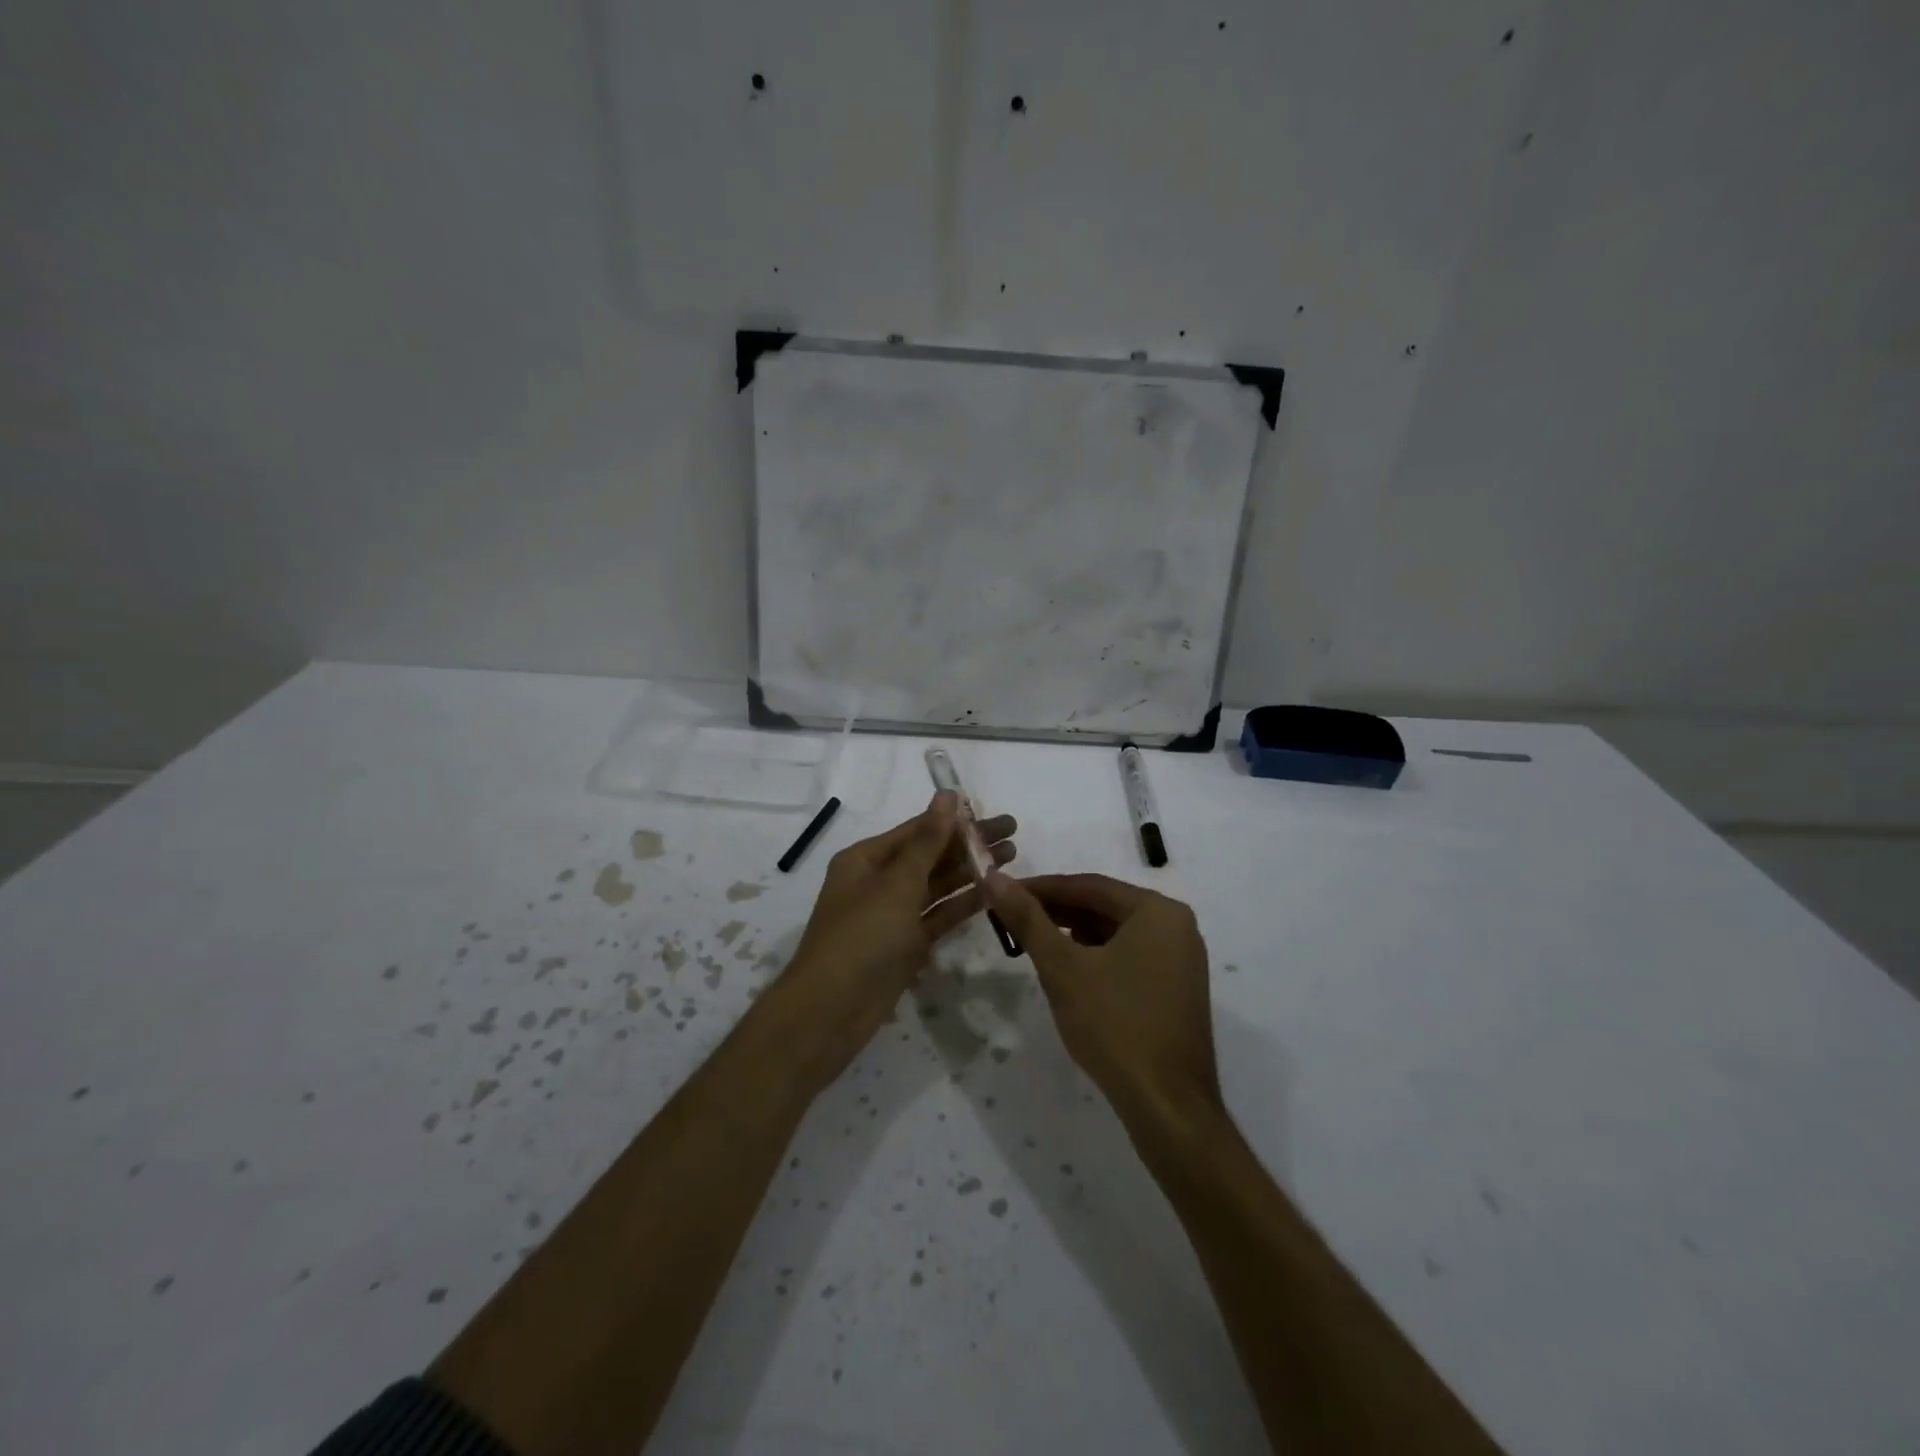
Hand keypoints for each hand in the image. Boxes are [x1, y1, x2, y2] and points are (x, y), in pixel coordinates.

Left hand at [774, 793, 1016, 1087]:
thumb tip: (946, 795)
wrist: (832, 1011)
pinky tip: (994, 892)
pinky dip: (963, 904)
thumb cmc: (861, 937)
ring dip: (972, 871)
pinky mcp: (906, 944)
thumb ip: (928, 841)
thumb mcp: (896, 884)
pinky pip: (938, 916)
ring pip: (938, 885)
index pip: (917, 830)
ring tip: (1013, 856)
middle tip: (1014, 832)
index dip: (955, 819)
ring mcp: (893, 915)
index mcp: (866, 859)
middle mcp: (879, 882)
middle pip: (931, 855)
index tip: (991, 812)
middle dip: (970, 844)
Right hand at [987, 872, 1221, 1131]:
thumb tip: (994, 878)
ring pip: (1115, 933)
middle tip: (1009, 918)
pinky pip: (1129, 956)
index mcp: (1157, 911)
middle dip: (1055, 912)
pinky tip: (1068, 971)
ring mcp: (1181, 959)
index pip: (1088, 885)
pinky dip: (1096, 957)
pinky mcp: (1176, 989)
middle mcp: (1176, 926)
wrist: (1167, 1106)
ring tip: (1031, 943)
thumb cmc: (1115, 1026)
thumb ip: (1027, 919)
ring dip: (1073, 935)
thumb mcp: (1063, 968)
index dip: (1040, 888)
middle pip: (1103, 906)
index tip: (1001, 892)